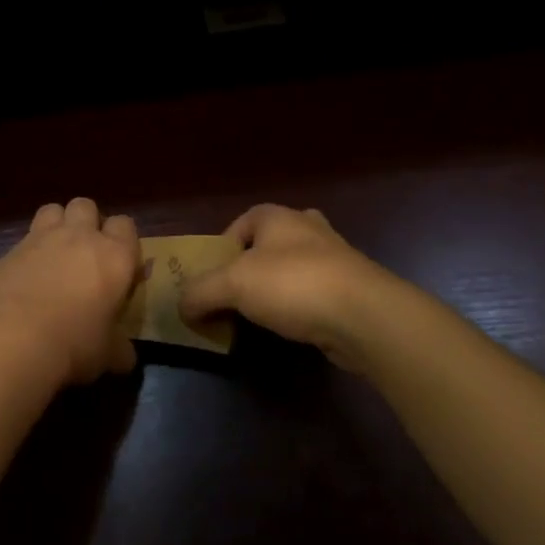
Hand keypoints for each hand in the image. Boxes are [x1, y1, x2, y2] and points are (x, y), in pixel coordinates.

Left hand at [0, 198, 141, 387]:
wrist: (16, 340)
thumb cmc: (75, 344)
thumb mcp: (108, 354)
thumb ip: (120, 348)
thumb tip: (126, 358)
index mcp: (114, 255)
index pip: (125, 225)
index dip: (122, 241)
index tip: (118, 264)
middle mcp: (79, 237)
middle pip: (86, 206)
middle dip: (87, 222)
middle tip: (84, 253)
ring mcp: (41, 239)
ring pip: (52, 210)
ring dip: (56, 225)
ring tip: (54, 254)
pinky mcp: (9, 250)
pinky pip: (23, 240)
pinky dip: (27, 253)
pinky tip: (24, 278)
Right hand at [179, 204, 398, 372]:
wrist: (364, 315)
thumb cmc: (292, 284)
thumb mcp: (232, 285)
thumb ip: (200, 292)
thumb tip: (180, 306)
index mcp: (278, 216)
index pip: (240, 224)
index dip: (222, 249)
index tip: (212, 279)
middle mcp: (307, 228)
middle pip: (267, 245)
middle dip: (250, 269)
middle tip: (235, 296)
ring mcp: (334, 257)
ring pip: (293, 268)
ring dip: (276, 289)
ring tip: (260, 316)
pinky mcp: (351, 288)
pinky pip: (314, 292)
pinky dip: (299, 307)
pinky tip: (292, 327)